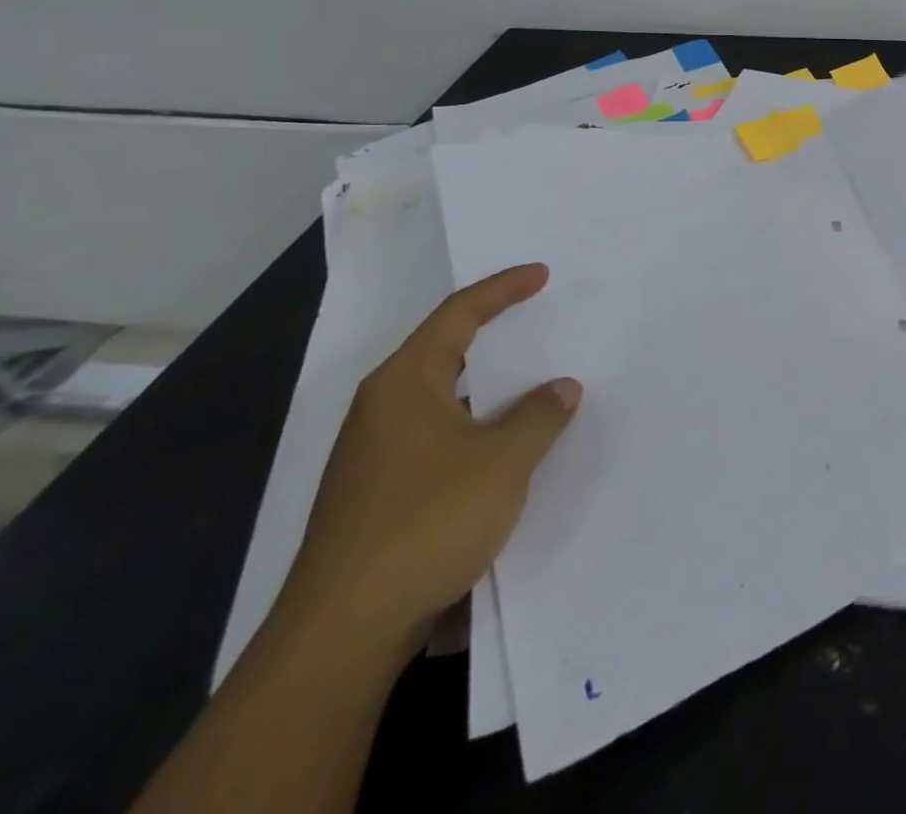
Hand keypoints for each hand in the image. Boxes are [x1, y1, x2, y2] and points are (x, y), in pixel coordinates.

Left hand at [275, 264, 581, 659]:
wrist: (344, 632)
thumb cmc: (426, 521)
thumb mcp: (503, 461)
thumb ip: (540, 415)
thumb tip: (561, 388)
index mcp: (404, 383)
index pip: (458, 315)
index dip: (503, 289)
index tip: (541, 274)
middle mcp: (383, 408)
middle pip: (445, 351)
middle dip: (495, 333)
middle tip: (540, 318)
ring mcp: (377, 454)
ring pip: (445, 398)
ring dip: (490, 388)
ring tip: (536, 382)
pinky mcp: (381, 493)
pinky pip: (441, 435)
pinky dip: (478, 425)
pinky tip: (508, 446)